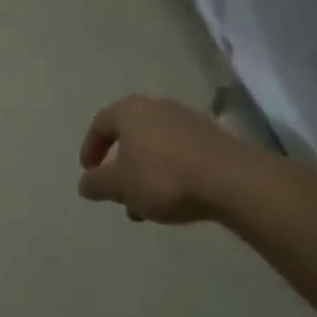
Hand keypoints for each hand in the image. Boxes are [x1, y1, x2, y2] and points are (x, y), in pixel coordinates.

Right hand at [78, 94, 238, 224]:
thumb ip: (97, 184)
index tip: (89, 172)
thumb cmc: (164, 177)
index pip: (100, 124)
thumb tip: (84, 184)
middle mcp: (157, 107)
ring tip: (147, 208)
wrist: (232, 181)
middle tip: (119, 195)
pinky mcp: (212, 138)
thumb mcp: (120, 186)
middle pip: (130, 136)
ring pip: (155, 148)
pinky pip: (180, 154)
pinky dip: (169, 173)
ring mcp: (187, 121)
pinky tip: (175, 200)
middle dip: (121, 168)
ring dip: (145, 175)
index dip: (90, 149)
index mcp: (130, 111)